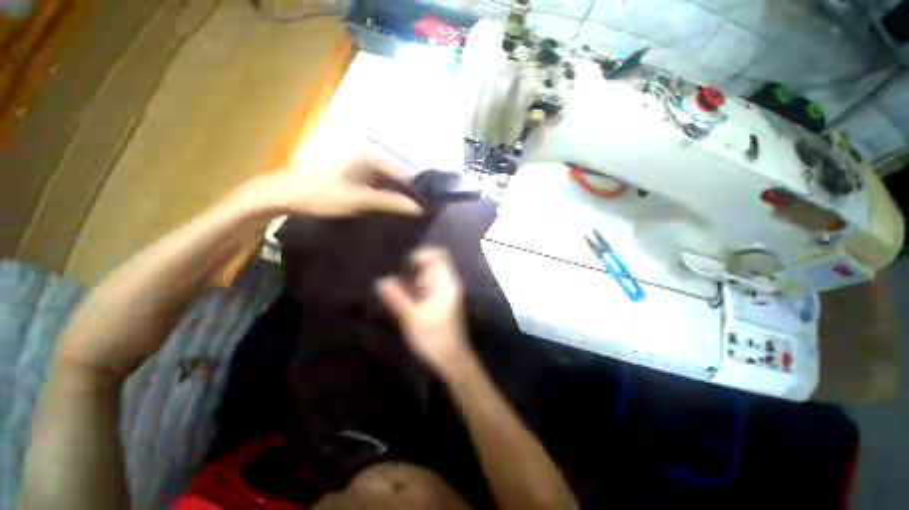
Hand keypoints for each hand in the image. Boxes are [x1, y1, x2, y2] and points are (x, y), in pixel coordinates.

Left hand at [243, 146, 421, 217]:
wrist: (280, 196)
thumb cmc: (320, 195)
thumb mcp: (359, 200)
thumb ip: (390, 202)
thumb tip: (417, 208)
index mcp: (368, 155)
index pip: (402, 172)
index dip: (413, 190)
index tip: (423, 207)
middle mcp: (363, 155)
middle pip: (392, 175)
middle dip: (402, 193)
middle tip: (413, 212)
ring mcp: (354, 163)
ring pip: (382, 180)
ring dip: (391, 195)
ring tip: (402, 212)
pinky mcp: (346, 172)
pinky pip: (371, 183)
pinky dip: (378, 194)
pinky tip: (382, 207)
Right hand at [376, 248, 471, 374]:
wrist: (453, 359)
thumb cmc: (434, 338)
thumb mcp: (412, 318)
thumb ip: (397, 298)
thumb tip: (381, 281)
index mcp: (446, 284)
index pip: (438, 256)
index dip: (421, 255)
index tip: (404, 266)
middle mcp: (449, 284)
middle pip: (433, 264)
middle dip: (415, 270)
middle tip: (400, 283)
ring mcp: (447, 292)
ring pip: (430, 276)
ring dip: (414, 280)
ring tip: (400, 293)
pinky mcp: (443, 301)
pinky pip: (430, 287)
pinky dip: (418, 289)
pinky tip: (407, 300)